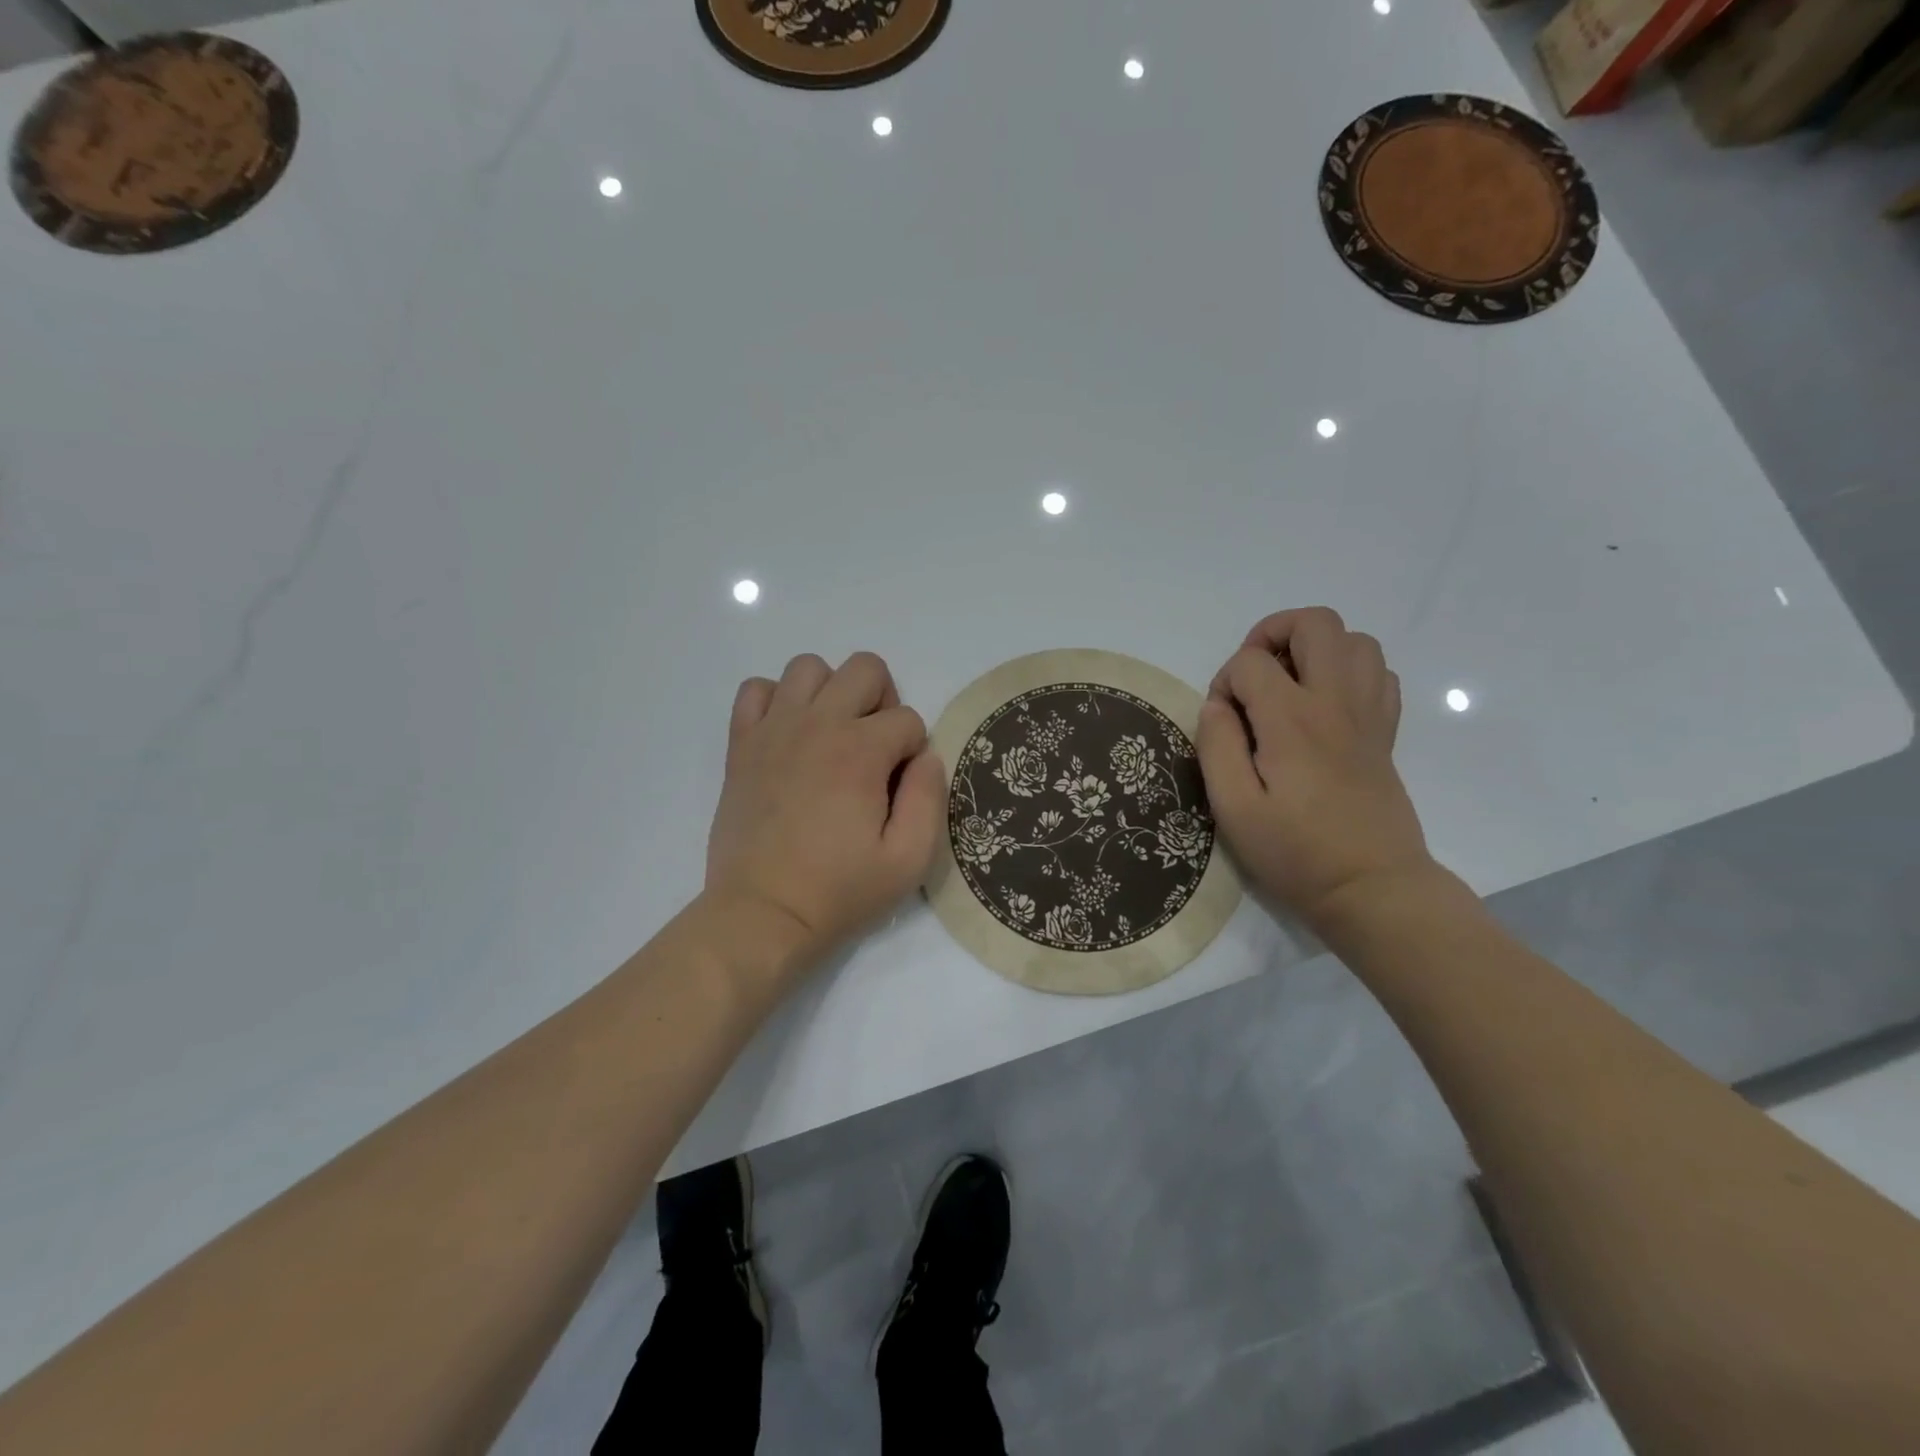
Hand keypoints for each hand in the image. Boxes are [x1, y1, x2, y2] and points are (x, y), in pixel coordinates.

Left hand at [705, 651, 944, 967]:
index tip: (897, 791)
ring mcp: (774, 729)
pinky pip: (756, 690)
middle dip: (882, 703)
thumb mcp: (909, 860)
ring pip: (809, 667)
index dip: (913, 753)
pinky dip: (776, 701)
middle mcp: (818, 724)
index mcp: (861, 751)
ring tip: (831, 737)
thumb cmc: (839, 891)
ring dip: (831, 692)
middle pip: (865, 669)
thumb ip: (930, 798)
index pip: (908, 719)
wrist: (762, 914)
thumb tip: (926, 757)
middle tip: (874, 752)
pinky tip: (787, 736)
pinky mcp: (741, 744)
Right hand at [1196, 608, 1434, 933]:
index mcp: (1292, 719)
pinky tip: (1324, 705)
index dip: (1225, 681)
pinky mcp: (1386, 732)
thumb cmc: (1295, 852)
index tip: (1222, 722)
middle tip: (1254, 676)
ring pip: (1355, 639)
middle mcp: (1336, 702)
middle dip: (1273, 633)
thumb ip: (1216, 746)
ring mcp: (1369, 714)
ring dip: (1315, 648)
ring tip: (1289, 684)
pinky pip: (1378, 672)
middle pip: (1316, 622)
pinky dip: (1348, 671)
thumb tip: (1217, 705)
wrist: (1372, 888)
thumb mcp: (1233, 808)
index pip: (1251, 662)